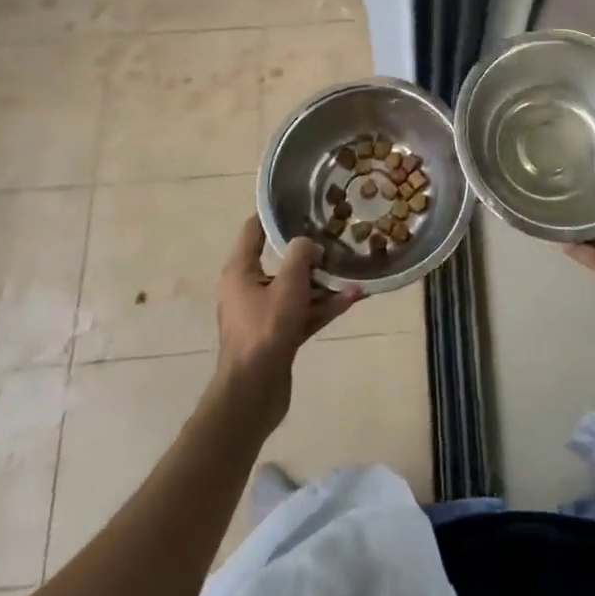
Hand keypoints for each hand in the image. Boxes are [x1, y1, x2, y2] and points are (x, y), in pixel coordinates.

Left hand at [214, 218, 360, 429]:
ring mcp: (263, 314)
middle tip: (335, 237)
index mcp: (240, 271)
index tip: (300, 203)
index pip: (253, 231)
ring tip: (354, 271)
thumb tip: (309, 244)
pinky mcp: (278, 336)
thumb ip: (300, 256)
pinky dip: (324, 306)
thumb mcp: (288, 284)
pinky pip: (303, 312)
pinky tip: (353, 298)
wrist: (253, 392)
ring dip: (324, 283)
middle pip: (280, 261)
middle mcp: (248, 289)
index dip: (274, 215)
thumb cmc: (265, 329)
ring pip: (296, 289)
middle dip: (310, 253)